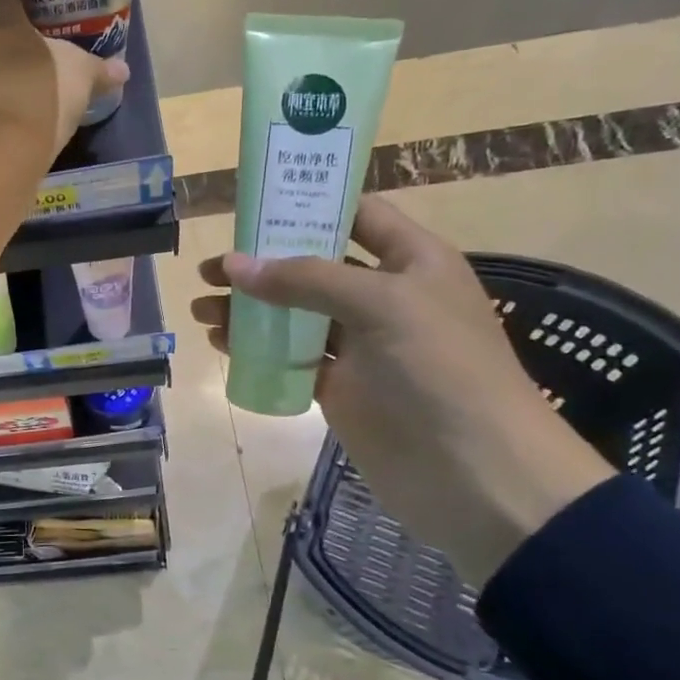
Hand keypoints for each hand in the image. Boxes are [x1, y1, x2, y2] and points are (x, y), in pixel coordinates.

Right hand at [192, 196, 614, 583]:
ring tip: (202, 309)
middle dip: (264, 262)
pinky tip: (222, 344)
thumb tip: (232, 265)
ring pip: (296, 314)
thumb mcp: (382, 305)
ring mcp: (362, 345)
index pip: (357, 215)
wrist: (478, 475)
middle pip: (315, 266)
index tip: (253, 204)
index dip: (309, 204)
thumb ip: (305, 280)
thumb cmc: (441, 370)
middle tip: (212, 268)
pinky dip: (257, 349)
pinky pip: (292, 358)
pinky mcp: (342, 388)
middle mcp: (385, 296)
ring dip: (251, 309)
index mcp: (412, 261)